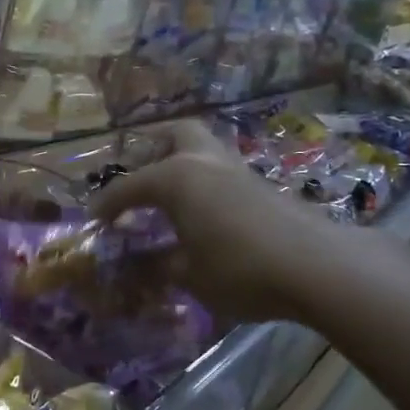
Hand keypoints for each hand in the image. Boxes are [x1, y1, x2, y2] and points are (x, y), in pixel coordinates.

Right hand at [94, 120, 338, 326]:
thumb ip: (159, 267)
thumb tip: (139, 267)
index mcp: (176, 177)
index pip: (128, 186)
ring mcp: (237, 170)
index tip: (93, 220)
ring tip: (172, 198)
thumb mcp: (189, 276)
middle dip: (153, 149)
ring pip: (204, 148)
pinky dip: (206, 184)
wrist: (317, 266)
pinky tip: (206, 215)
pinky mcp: (263, 185)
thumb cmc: (239, 268)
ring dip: (184, 165)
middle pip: (175, 134)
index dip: (107, 204)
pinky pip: (222, 172)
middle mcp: (204, 162)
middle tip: (142, 177)